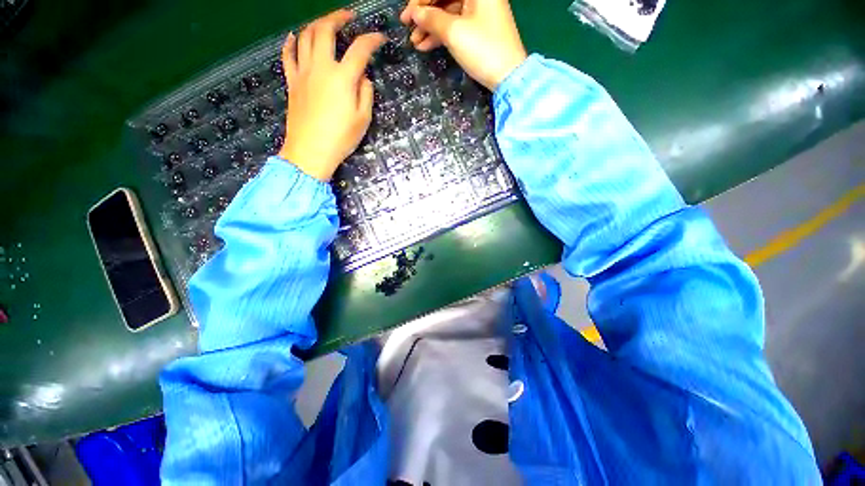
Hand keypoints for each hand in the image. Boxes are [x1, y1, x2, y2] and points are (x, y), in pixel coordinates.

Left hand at [279, 10, 385, 180]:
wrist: (311, 151)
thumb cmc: (341, 138)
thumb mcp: (363, 119)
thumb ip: (365, 94)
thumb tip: (362, 78)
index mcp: (342, 77)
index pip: (360, 49)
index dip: (372, 40)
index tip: (380, 38)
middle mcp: (321, 67)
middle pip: (325, 30)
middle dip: (339, 17)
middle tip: (349, 17)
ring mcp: (303, 72)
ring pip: (305, 36)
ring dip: (316, 24)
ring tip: (326, 24)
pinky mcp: (291, 81)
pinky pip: (287, 55)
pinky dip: (290, 42)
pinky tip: (293, 36)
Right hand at [399, 0, 526, 89]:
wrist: (508, 76)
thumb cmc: (483, 49)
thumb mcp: (455, 32)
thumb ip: (432, 19)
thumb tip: (415, 13)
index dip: (422, 0)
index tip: (408, 15)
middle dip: (424, 13)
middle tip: (407, 27)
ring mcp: (479, 13)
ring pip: (448, 14)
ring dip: (430, 27)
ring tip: (415, 43)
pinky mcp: (479, 30)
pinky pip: (456, 27)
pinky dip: (441, 36)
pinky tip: (426, 46)